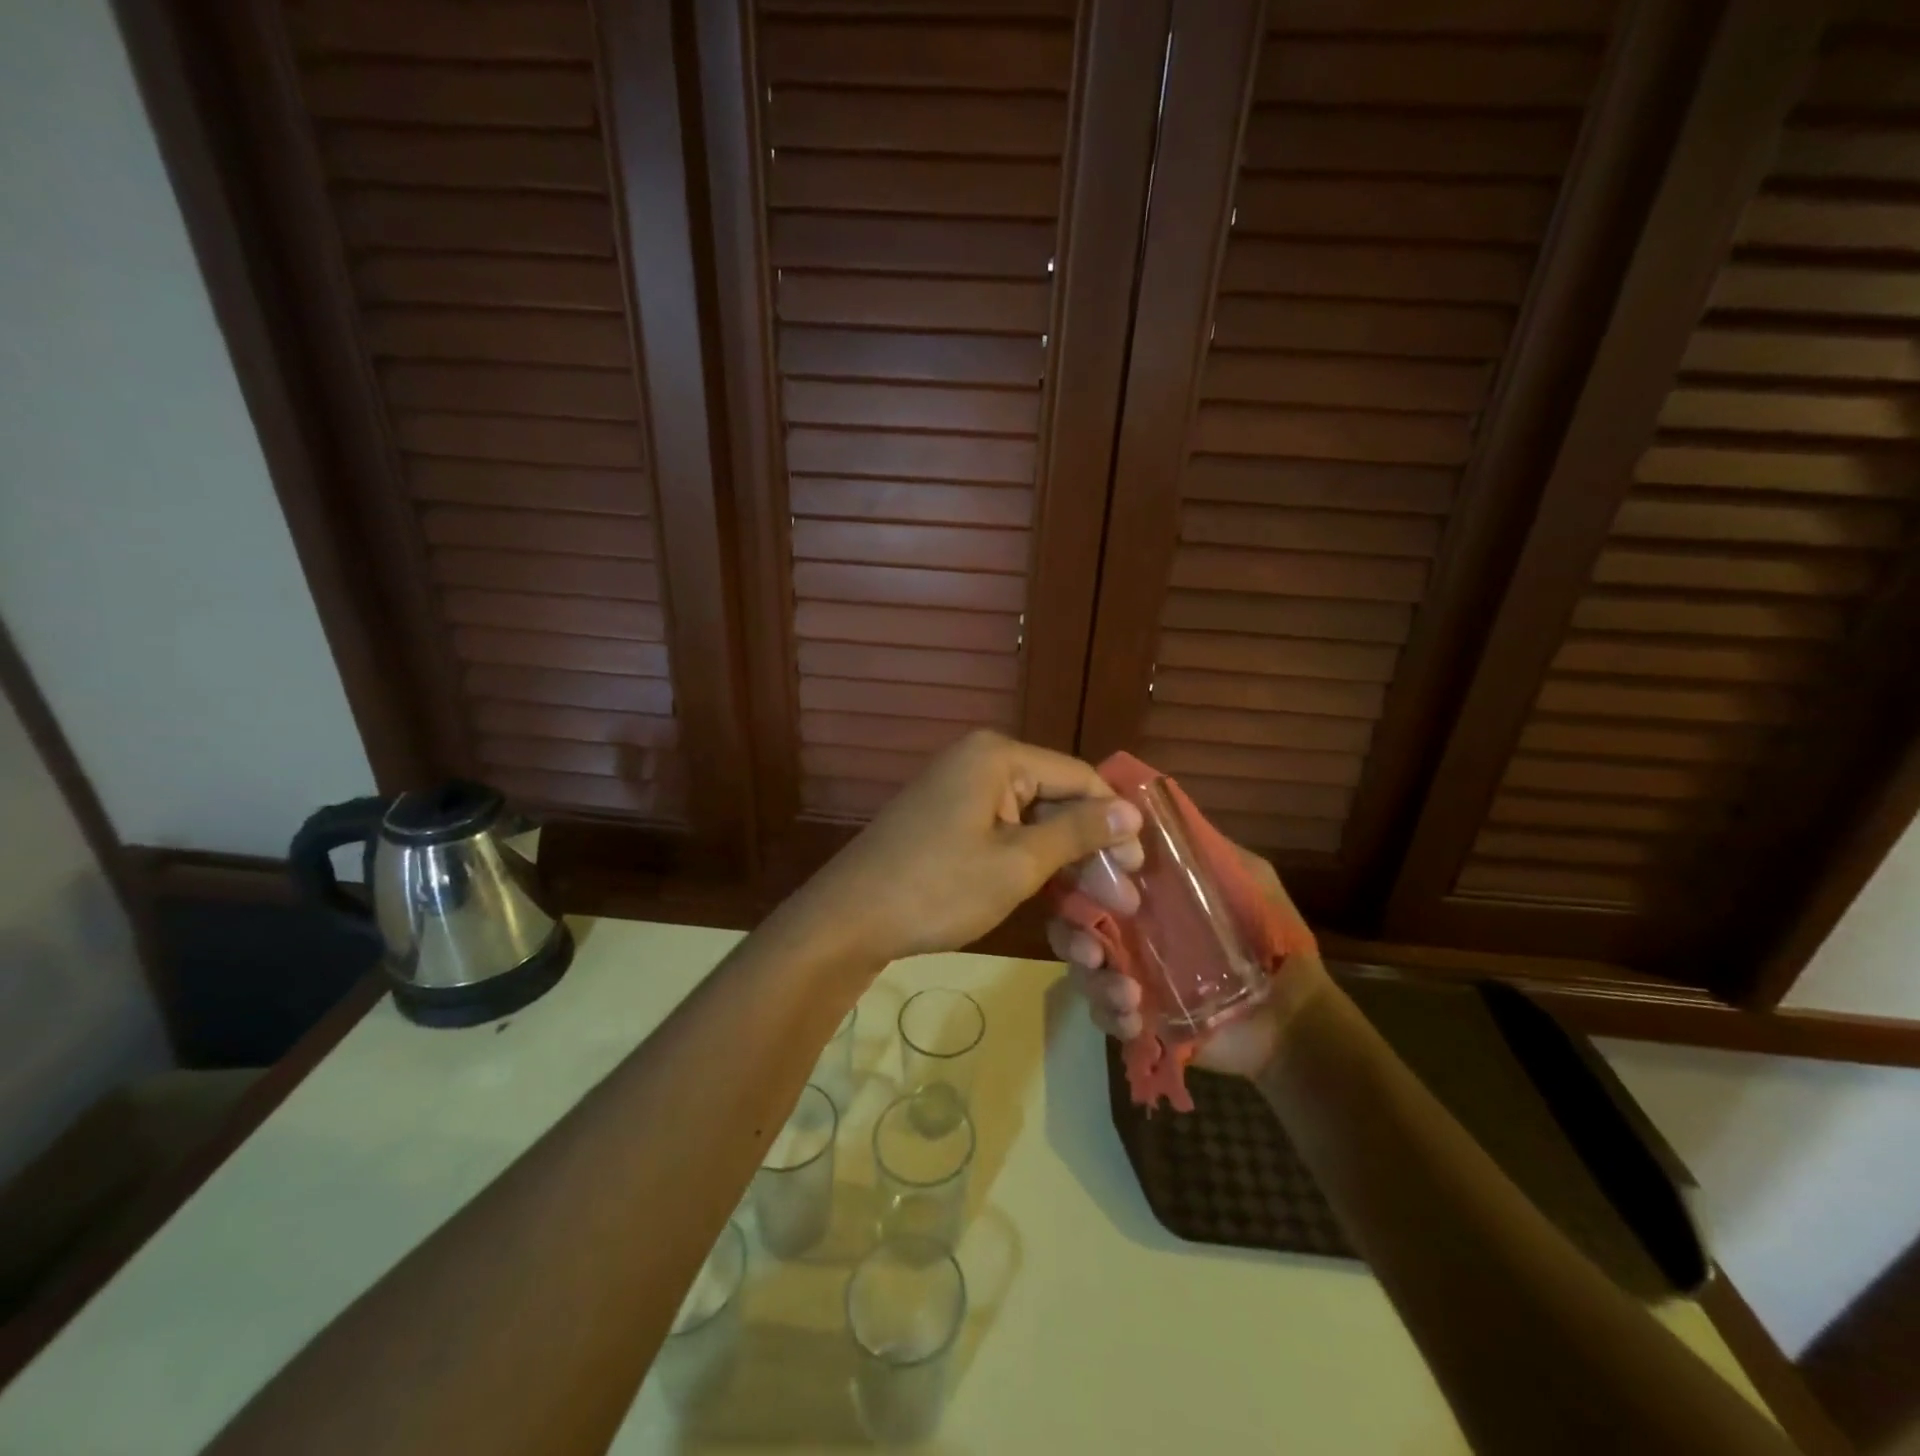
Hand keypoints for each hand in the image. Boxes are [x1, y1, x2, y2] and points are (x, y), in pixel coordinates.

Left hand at [803, 731, 1144, 961]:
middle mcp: (981, 761)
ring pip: (1032, 820)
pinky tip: (1055, 894)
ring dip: (1065, 861)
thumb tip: (1133, 810)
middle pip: (1056, 798)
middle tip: (1123, 902)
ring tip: (1096, 907)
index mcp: (999, 757)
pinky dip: (1030, 861)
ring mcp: (961, 790)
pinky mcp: (949, 819)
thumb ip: (1078, 832)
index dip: (1115, 822)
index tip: (1140, 871)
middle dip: (1091, 848)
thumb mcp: (1017, 863)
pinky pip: (1004, 831)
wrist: (850, 919)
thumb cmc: (939, 888)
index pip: (1080, 777)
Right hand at [1048, 839, 1315, 1078]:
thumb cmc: (1271, 941)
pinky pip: (1103, 1013)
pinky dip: (1110, 1015)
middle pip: (1072, 924)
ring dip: (1094, 981)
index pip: (1094, 876)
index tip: (1095, 884)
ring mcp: (1129, 973)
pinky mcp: (1137, 1016)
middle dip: (1072, 936)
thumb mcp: (1247, 880)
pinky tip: (1135, 1020)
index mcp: (1148, 895)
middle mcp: (1128, 929)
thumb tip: (1154, 811)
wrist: (1292, 1019)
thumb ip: (1205, 849)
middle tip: (1092, 951)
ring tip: (1127, 995)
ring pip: (1083, 970)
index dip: (1081, 876)